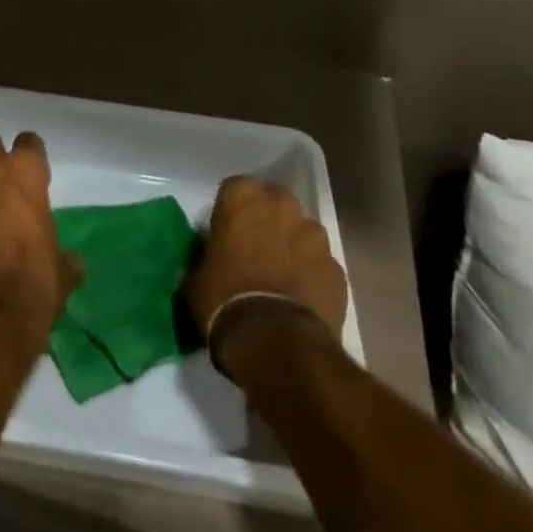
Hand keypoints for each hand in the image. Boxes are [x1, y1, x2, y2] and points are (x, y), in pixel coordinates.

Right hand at [186, 176, 348, 338]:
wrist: (274, 342)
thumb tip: (207, 260)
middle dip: (268, 219)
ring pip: (303, 230)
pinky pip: (321, 264)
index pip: (234, 189)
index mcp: (242, 197)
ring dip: (294, 244)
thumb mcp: (196, 278)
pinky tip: (302, 298)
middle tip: (256, 248)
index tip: (227, 232)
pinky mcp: (336, 268)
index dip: (231, 211)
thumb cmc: (224, 300)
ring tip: (283, 275)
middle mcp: (280, 204)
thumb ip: (204, 257)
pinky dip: (313, 274)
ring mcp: (314, 235)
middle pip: (274, 202)